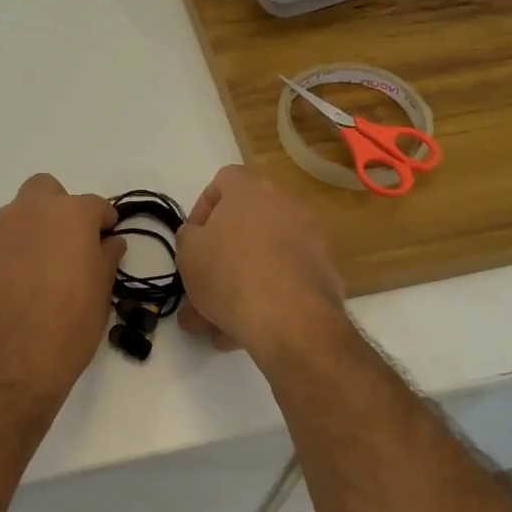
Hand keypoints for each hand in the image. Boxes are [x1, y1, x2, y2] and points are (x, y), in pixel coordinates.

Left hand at [0, 174, 124, 399]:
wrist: (10, 359)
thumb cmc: (69, 323)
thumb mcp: (102, 292)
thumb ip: (106, 257)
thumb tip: (110, 242)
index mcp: (70, 214)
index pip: (96, 205)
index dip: (105, 223)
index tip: (107, 242)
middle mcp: (31, 210)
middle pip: (47, 191)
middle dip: (60, 209)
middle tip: (70, 244)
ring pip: (20, 214)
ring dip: (34, 229)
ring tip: (43, 268)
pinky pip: (1, 240)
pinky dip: (12, 251)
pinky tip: (19, 283)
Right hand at [176, 165, 346, 360]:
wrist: (290, 319)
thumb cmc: (229, 273)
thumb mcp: (188, 252)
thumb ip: (189, 236)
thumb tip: (199, 237)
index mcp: (251, 189)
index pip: (223, 181)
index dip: (202, 209)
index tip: (193, 240)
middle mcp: (286, 205)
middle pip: (244, 226)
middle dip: (218, 259)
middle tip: (200, 287)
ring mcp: (309, 239)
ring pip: (261, 259)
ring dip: (236, 286)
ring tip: (214, 324)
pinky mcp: (322, 273)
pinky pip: (282, 280)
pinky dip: (263, 298)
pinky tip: (243, 330)